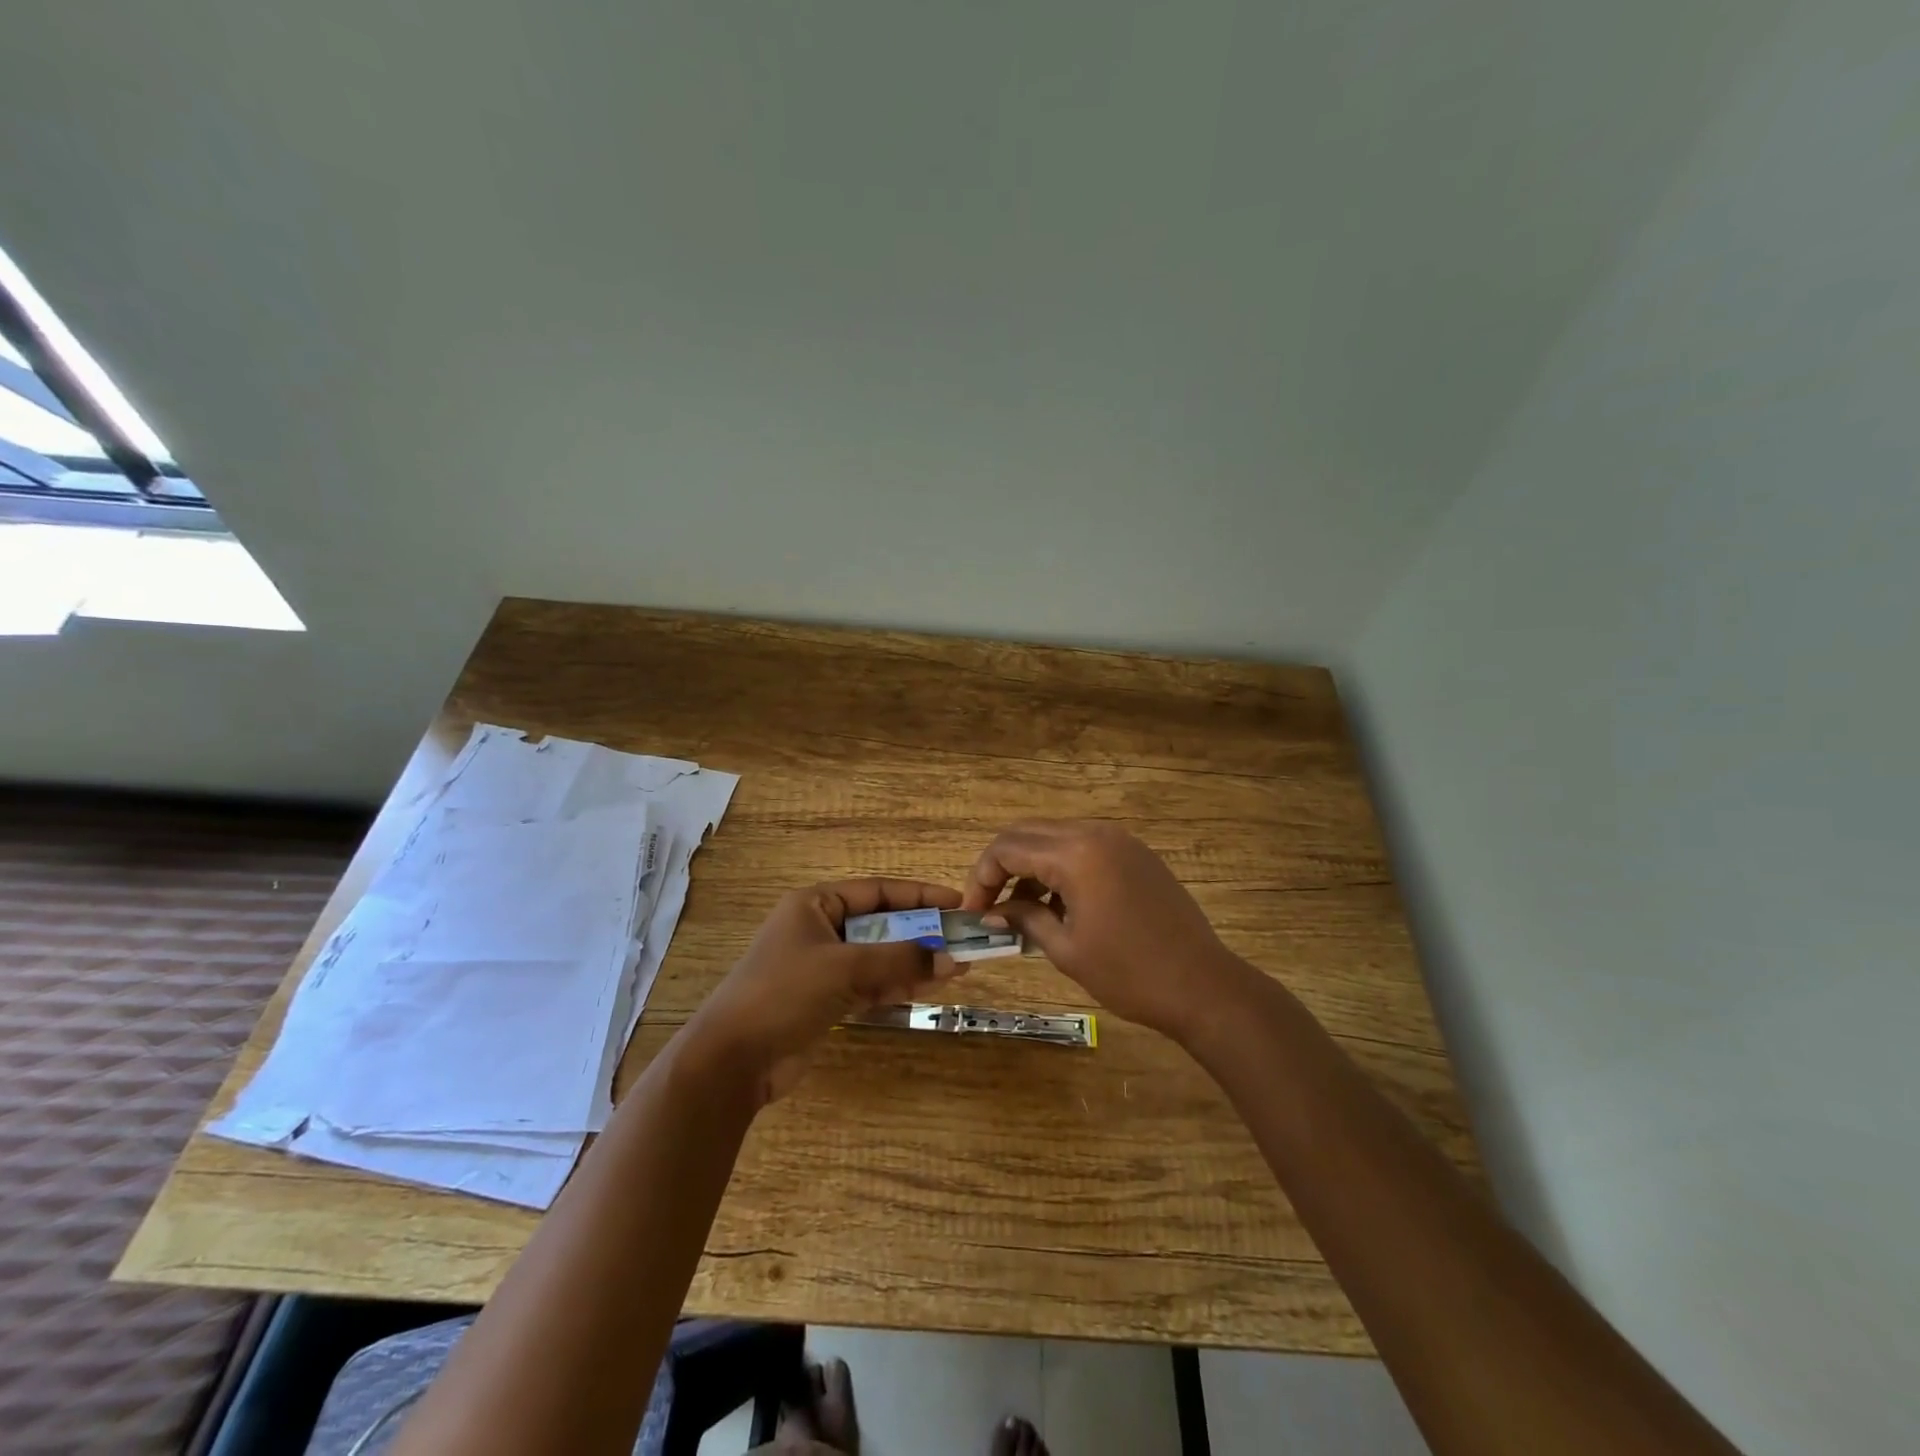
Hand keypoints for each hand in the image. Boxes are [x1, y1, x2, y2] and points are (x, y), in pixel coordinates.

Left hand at [687, 878, 961, 1101]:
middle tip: (961, 940)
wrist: (731, 1060)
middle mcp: (818, 929)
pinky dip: (896, 985)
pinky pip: (869, 984)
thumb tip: (953, 960)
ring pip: (878, 957)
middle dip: (921, 933)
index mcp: (815, 904)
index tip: (956, 902)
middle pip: (880, 924)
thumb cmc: (784, 993)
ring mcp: (821, 967)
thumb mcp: (845, 968)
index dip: (918, 895)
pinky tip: (929, 987)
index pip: (877, 891)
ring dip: (913, 962)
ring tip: (957, 967)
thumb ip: (901, 960)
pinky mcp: (824, 1000)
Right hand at [960, 820, 1249, 1043]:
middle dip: (1001, 867)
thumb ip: (1023, 919)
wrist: (1203, 985)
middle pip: (1027, 834)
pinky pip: (1083, 847)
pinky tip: (1059, 905)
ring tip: (1021, 912)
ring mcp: (1120, 840)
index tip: (972, 912)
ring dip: (1030, 867)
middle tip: (989, 906)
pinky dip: (1060, 867)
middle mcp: (1095, 834)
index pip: (1007, 849)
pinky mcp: (1135, 853)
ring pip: (1055, 838)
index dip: (981, 877)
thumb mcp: (1066, 949)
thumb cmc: (1129, 974)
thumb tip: (993, 912)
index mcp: (1075, 854)